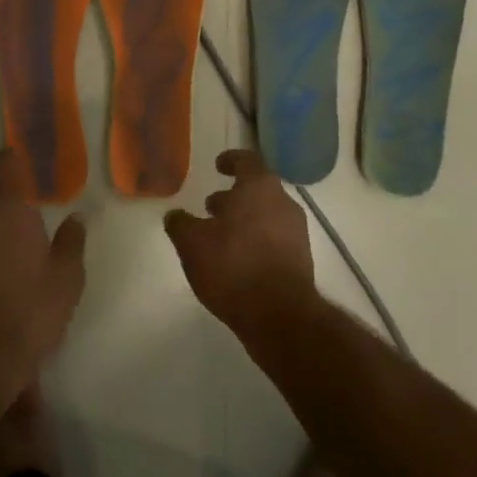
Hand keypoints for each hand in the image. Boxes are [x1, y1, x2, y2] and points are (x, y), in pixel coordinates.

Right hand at [164, 150, 316, 338]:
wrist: (280, 315)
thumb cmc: (233, 265)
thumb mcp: (192, 243)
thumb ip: (180, 224)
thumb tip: (175, 215)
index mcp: (259, 187)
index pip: (247, 160)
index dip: (231, 160)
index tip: (218, 166)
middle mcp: (283, 202)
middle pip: (257, 189)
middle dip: (234, 197)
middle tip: (211, 208)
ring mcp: (297, 232)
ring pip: (266, 215)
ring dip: (244, 220)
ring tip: (221, 238)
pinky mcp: (302, 260)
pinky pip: (275, 239)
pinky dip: (257, 241)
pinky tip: (238, 261)